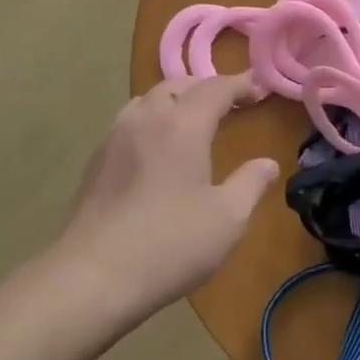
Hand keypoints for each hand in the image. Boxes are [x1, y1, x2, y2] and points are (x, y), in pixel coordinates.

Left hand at [55, 74, 279, 318]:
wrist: (92, 275)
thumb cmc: (169, 244)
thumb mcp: (227, 219)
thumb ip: (250, 185)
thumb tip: (267, 164)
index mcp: (182, 124)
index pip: (215, 88)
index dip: (240, 84)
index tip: (259, 90)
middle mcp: (146, 118)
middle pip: (178, 85)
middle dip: (206, 88)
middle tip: (229, 103)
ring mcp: (115, 136)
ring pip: (149, 100)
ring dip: (175, 100)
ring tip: (192, 120)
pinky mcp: (96, 159)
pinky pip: (131, 121)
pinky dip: (153, 120)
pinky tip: (158, 148)